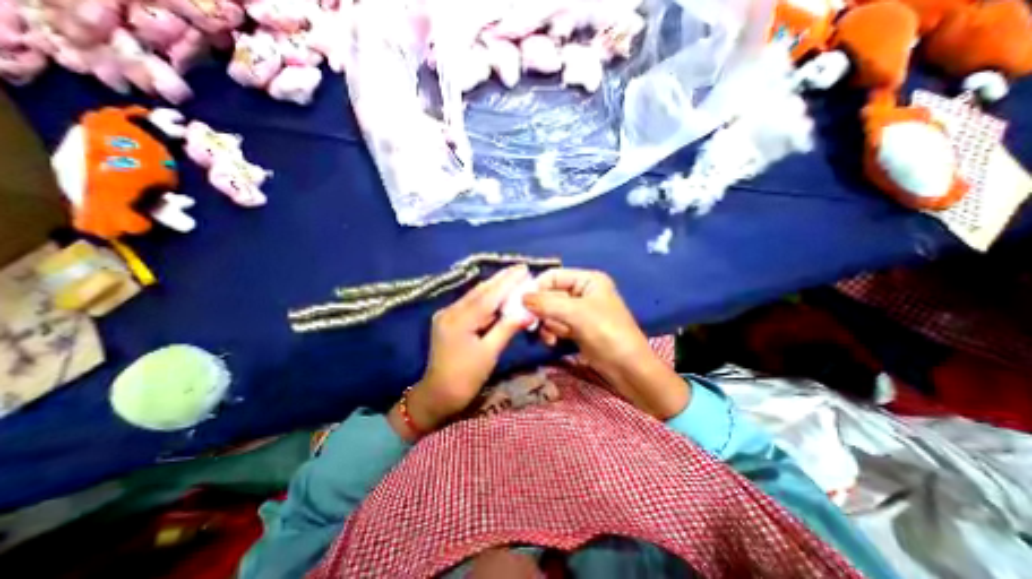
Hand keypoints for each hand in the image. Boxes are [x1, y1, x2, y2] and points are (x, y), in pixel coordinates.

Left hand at [390, 262, 530, 437]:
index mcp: (460, 320)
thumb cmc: (466, 378)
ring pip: (475, 295)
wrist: (438, 394)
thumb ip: (507, 329)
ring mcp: (446, 314)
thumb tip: (528, 312)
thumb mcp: (489, 354)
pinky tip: (497, 293)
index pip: (488, 296)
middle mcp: (450, 311)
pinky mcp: (447, 319)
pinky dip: (486, 297)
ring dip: (494, 286)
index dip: (507, 282)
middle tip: (520, 268)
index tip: (523, 269)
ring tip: (513, 276)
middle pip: (480, 291)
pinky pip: (470, 303)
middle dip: (501, 279)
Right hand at [527, 269, 686, 417]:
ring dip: (546, 324)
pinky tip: (552, 342)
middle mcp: (582, 292)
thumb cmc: (607, 333)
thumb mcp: (577, 314)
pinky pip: (555, 324)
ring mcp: (579, 311)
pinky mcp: (577, 328)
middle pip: (550, 294)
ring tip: (550, 336)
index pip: (553, 276)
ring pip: (550, 311)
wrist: (628, 368)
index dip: (536, 287)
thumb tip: (521, 297)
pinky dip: (551, 332)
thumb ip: (547, 303)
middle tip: (531, 323)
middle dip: (541, 310)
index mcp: (588, 280)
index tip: (520, 303)